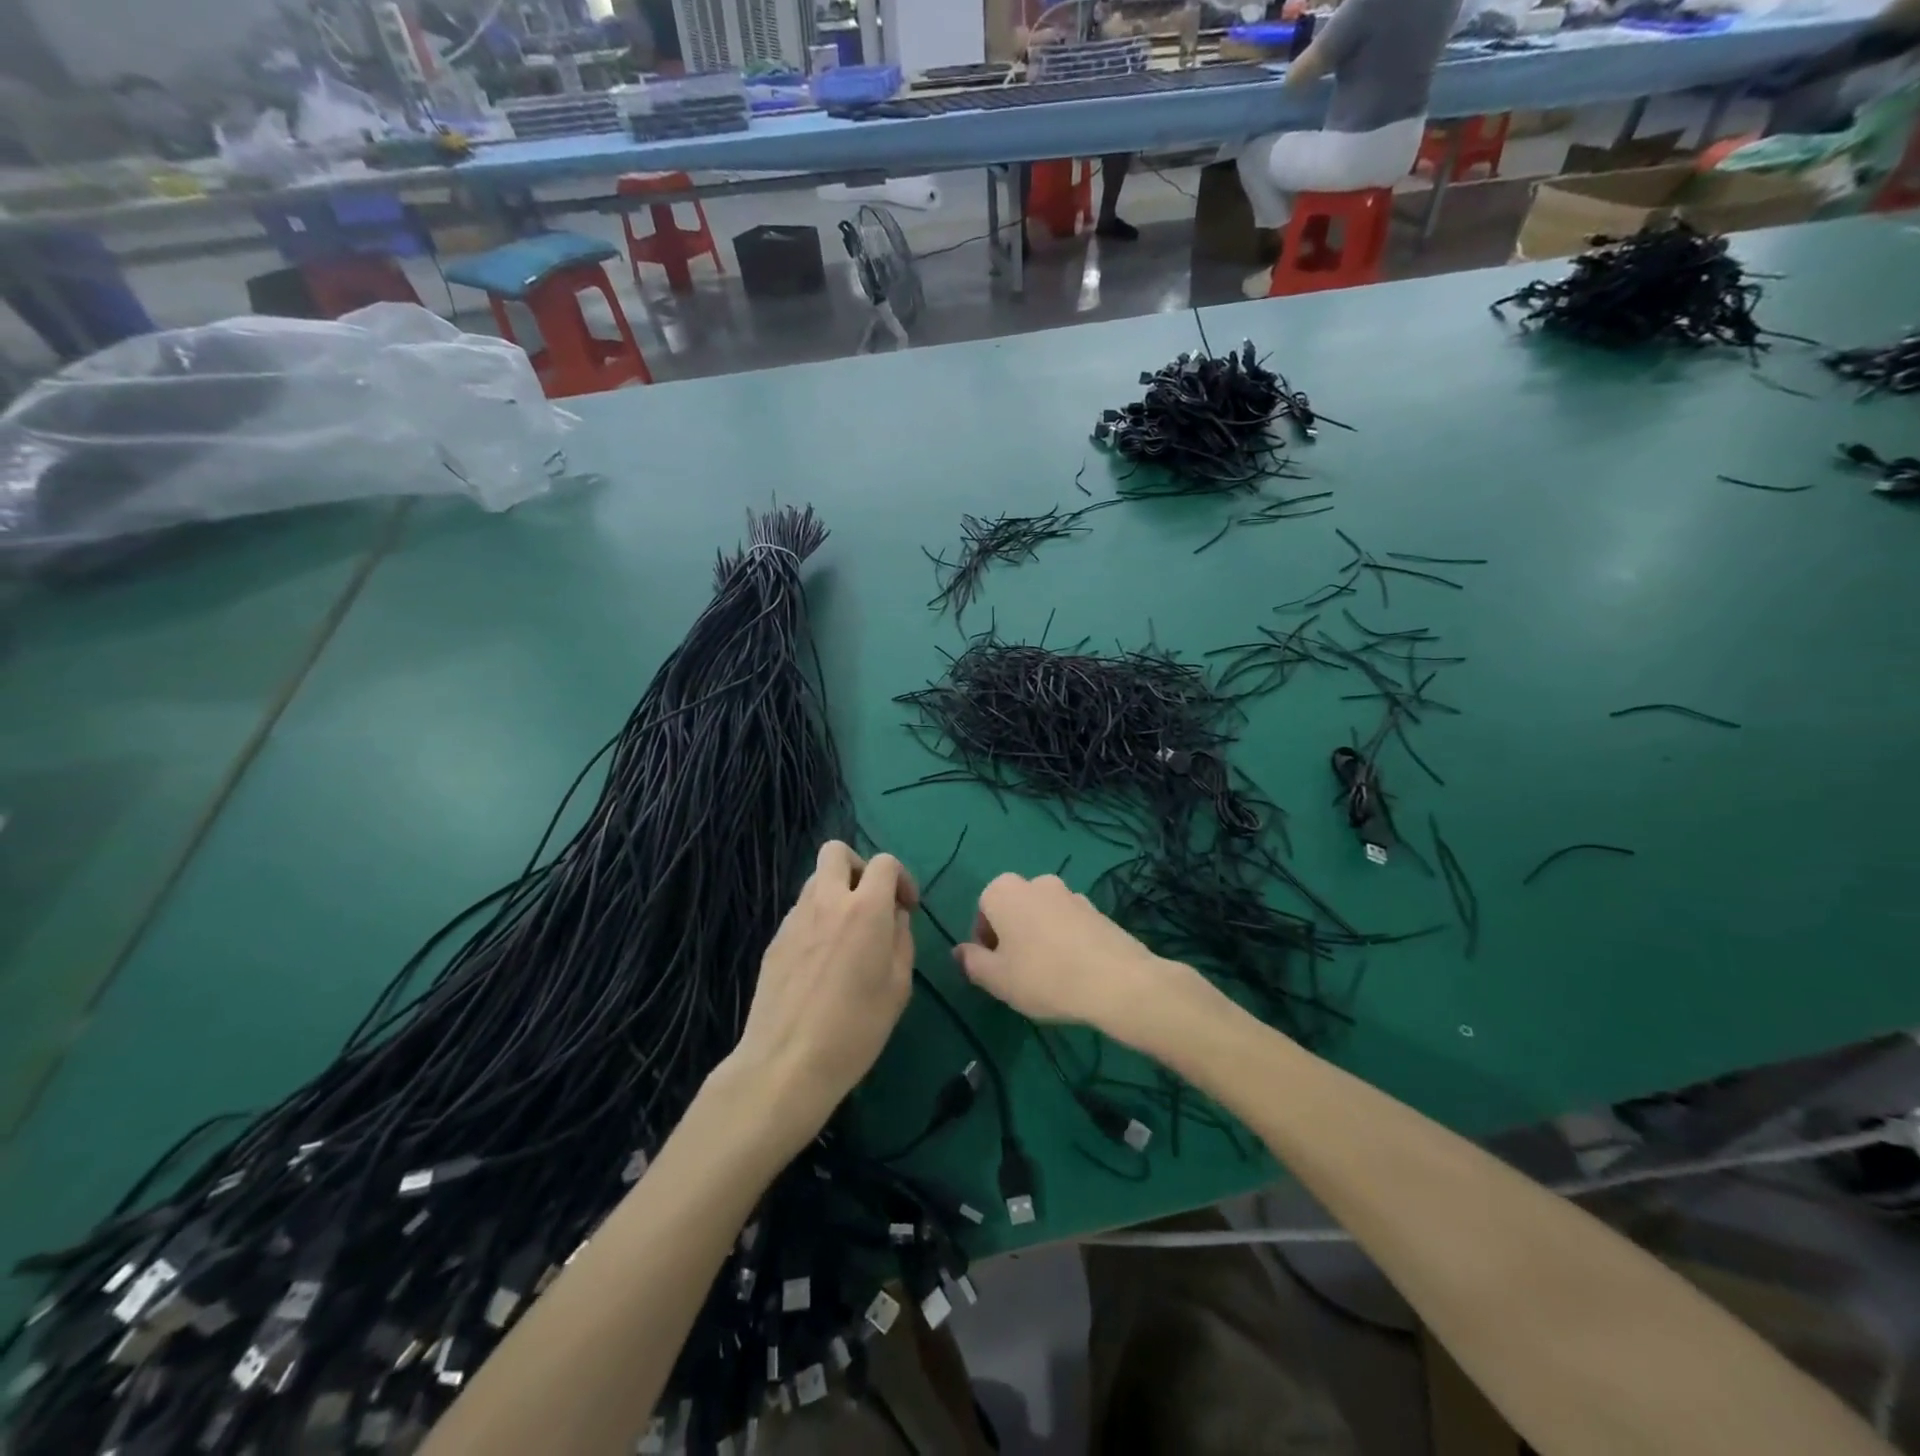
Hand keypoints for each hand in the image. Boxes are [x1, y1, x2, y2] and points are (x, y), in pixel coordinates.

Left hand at [725, 842, 917, 1143]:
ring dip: (836, 891)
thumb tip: (894, 917)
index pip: (884, 862)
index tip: (905, 908)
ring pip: (816, 879)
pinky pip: (801, 910)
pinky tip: (822, 959)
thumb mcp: (898, 986)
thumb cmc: (855, 1029)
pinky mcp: (775, 939)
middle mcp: (827, 902)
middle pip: (837, 851)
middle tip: (870, 902)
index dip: (901, 878)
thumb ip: (901, 939)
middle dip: (859, 866)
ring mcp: (795, 918)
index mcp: (865, 910)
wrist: (786, 1063)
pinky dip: (817, 918)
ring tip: (847, 932)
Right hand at [952, 873, 1189, 1046]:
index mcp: (1004, 891)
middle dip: (1012, 935)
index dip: (984, 939)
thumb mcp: (997, 979)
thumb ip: (972, 962)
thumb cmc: (1044, 976)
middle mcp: (1036, 882)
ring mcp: (1070, 893)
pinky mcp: (1097, 909)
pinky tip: (1074, 970)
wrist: (1116, 981)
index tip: (995, 968)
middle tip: (1019, 972)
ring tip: (1049, 974)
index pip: (983, 909)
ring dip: (1039, 936)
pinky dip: (1065, 940)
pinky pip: (1069, 923)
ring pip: (1042, 915)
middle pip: (1013, 908)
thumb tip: (959, 951)